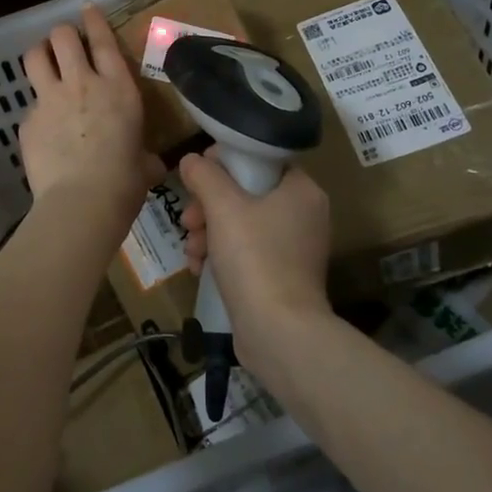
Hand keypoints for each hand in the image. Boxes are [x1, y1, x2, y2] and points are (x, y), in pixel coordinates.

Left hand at [20, 5, 162, 227]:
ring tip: (42, 63)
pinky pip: (29, 105)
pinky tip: (43, 132)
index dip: (93, 20)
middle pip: (62, 37)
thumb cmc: (124, 183)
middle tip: (63, 45)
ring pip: (34, 56)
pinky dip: (36, 111)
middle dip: (61, 35)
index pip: (102, 40)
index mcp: (117, 88)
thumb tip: (150, 164)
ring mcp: (50, 100)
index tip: (86, 9)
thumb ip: (144, 155)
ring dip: (39, 54)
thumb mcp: (145, 164)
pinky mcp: (28, 121)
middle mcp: (82, 84)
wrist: (82, 202)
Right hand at [179, 154, 332, 364]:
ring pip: (241, 224)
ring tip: (190, 250)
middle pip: (246, 193)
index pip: (259, 159)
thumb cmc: (255, 258)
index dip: (223, 162)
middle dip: (208, 206)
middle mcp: (304, 215)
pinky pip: (246, 252)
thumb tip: (191, 159)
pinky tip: (197, 267)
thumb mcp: (223, 207)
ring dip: (208, 232)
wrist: (279, 332)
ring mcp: (294, 248)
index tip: (196, 177)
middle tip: (188, 220)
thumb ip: (204, 175)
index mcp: (301, 190)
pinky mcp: (282, 276)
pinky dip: (221, 254)